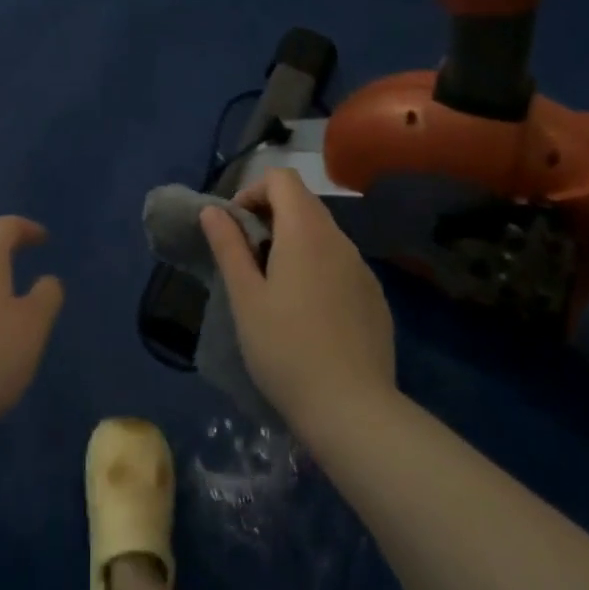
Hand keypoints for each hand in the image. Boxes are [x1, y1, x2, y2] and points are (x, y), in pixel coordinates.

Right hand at [201, 168, 395, 436]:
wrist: (354, 411)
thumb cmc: (286, 349)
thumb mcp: (245, 297)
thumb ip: (228, 246)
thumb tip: (213, 210)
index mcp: (305, 231)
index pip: (282, 178)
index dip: (253, 191)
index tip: (236, 227)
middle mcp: (339, 239)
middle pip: (303, 202)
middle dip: (271, 216)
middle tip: (248, 257)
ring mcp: (362, 269)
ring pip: (323, 234)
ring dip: (295, 243)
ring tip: (275, 287)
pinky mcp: (375, 298)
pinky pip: (341, 264)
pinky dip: (319, 268)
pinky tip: (309, 314)